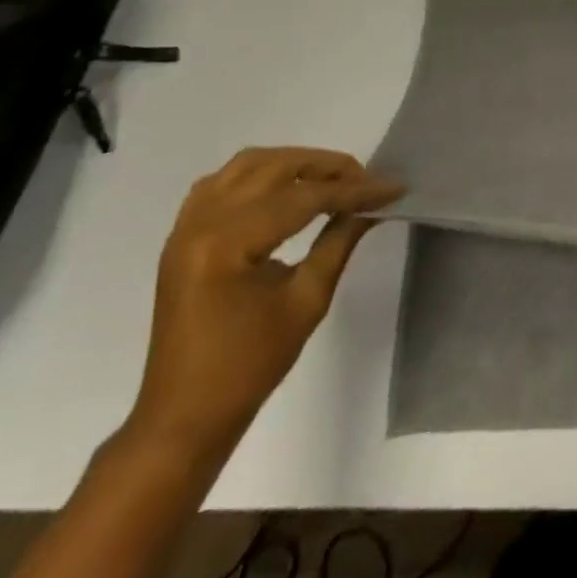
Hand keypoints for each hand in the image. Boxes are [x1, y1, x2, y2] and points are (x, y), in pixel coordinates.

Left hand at [127, 147, 403, 459]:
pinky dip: (259, 174)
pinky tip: (284, 189)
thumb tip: (373, 205)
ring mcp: (185, 227)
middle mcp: (201, 224)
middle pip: (274, 168)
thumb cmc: (250, 364)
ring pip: (247, 165)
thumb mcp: (307, 300)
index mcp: (227, 244)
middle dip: (326, 167)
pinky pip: (221, 182)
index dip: (353, 190)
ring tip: (332, 179)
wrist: (185, 415)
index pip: (303, 198)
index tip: (394, 187)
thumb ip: (340, 241)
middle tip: (366, 180)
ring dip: (293, 163)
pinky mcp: (182, 236)